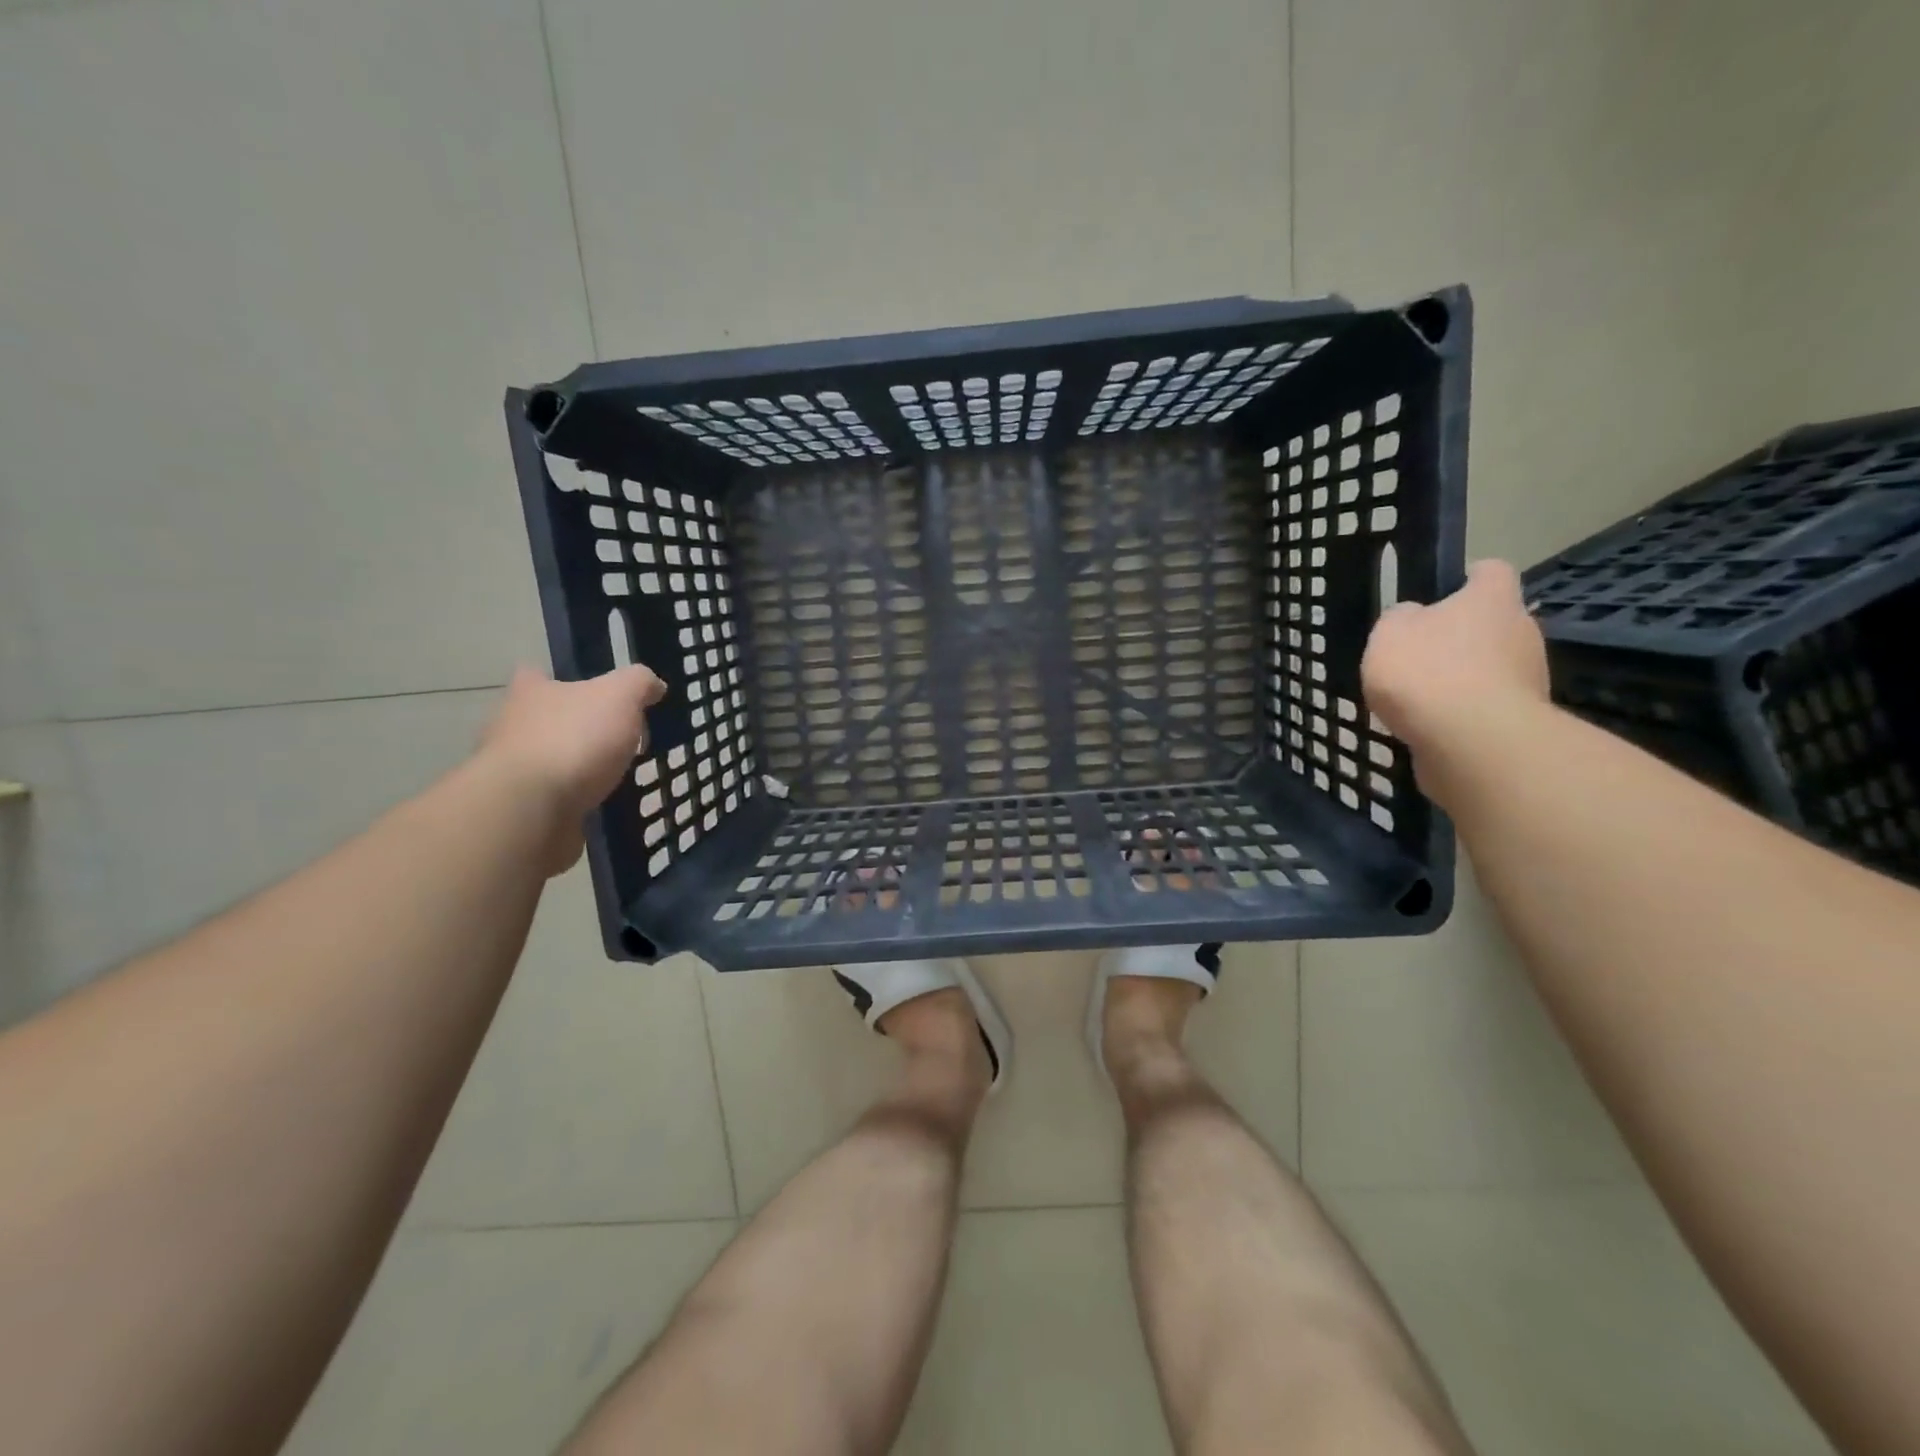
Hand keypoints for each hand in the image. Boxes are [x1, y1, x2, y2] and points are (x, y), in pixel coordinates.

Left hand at [477, 665, 665, 871]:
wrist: (530, 810)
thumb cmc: (573, 739)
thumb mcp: (620, 696)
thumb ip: (639, 684)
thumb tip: (654, 685)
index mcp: (531, 693)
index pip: (538, 675)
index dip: (565, 681)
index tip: (595, 696)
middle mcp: (512, 727)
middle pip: (545, 720)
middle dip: (576, 728)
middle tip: (617, 740)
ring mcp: (512, 772)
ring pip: (549, 762)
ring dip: (576, 769)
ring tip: (616, 778)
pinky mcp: (520, 809)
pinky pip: (553, 800)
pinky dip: (574, 802)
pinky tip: (601, 807)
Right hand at [1361, 560, 1549, 776]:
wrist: (1472, 741)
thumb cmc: (1427, 671)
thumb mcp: (1389, 633)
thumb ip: (1400, 620)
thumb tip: (1414, 618)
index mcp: (1492, 599)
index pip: (1490, 571)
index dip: (1467, 578)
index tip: (1442, 593)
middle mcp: (1522, 630)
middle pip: (1493, 623)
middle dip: (1462, 636)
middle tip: (1419, 654)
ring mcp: (1529, 677)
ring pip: (1492, 667)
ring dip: (1463, 678)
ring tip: (1419, 699)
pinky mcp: (1522, 719)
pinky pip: (1487, 707)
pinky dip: (1464, 714)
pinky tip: (1431, 727)